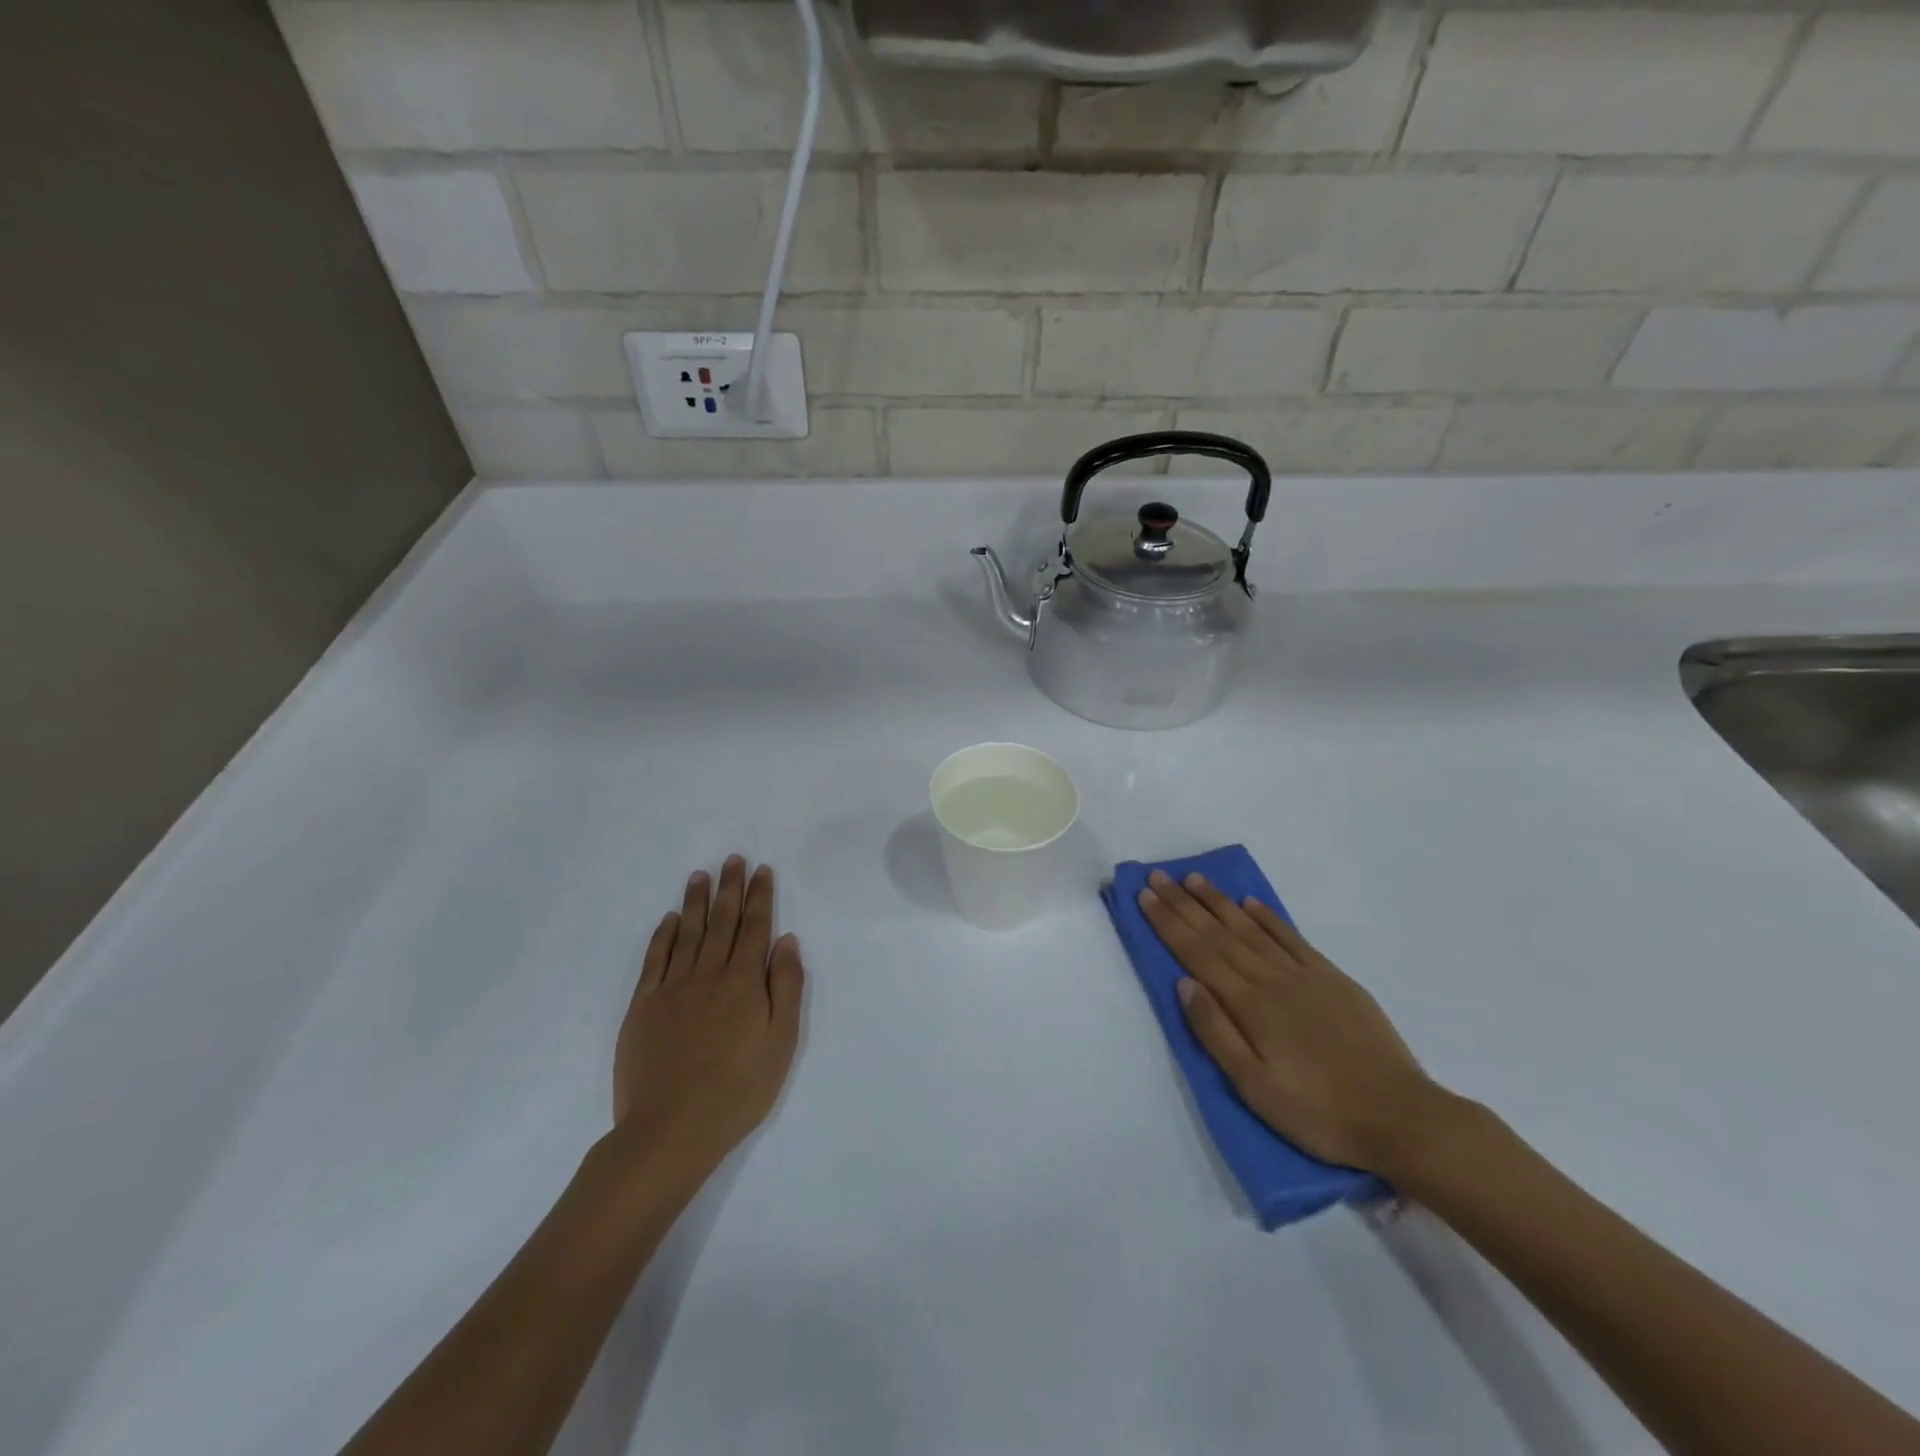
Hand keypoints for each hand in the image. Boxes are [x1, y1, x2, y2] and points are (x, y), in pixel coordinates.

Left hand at [611, 857, 804, 1176]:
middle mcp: (708, 974)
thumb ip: (786, 987)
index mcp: (744, 982)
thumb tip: (786, 940)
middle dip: (730, 888)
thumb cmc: (738, 1090)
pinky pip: (655, 959)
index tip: (762, 870)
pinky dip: (663, 935)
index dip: (760, 897)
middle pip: (722, 922)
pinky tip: (669, 919)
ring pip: (688, 933)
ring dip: (696, 902)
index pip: (755, 928)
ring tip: (701, 875)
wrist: (670, 1130)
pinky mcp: (643, 1006)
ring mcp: (672, 988)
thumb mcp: (781, 1042)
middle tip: (733, 859)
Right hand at [1137, 869, 1448, 1173]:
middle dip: (1184, 903)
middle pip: (1219, 934)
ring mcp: (1305, 976)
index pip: (1197, 954)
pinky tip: (1251, 904)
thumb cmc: (1318, 1112)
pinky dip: (1269, 918)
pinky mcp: (1334, 980)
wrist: (1402, 1118)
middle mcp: (1271, 979)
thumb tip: (1184, 983)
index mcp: (1249, 1005)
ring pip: (1251, 929)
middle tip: (1159, 876)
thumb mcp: (1254, 1086)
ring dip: (1220, 902)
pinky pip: (1292, 939)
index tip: (1145, 895)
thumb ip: (1215, 1032)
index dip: (1168, 923)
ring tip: (1194, 879)